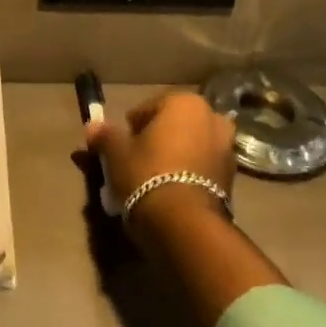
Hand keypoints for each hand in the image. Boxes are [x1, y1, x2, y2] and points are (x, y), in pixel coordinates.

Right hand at [86, 91, 237, 225]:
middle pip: (174, 125)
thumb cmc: (147, 174)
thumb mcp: (116, 153)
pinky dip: (188, 173)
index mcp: (185, 102)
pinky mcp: (232, 177)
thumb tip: (93, 126)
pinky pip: (202, 167)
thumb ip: (105, 135)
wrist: (184, 224)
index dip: (131, 127)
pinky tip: (171, 191)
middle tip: (136, 161)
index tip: (121, 146)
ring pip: (190, 146)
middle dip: (157, 139)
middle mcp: (212, 118)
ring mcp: (227, 148)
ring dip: (175, 156)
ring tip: (153, 179)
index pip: (148, 108)